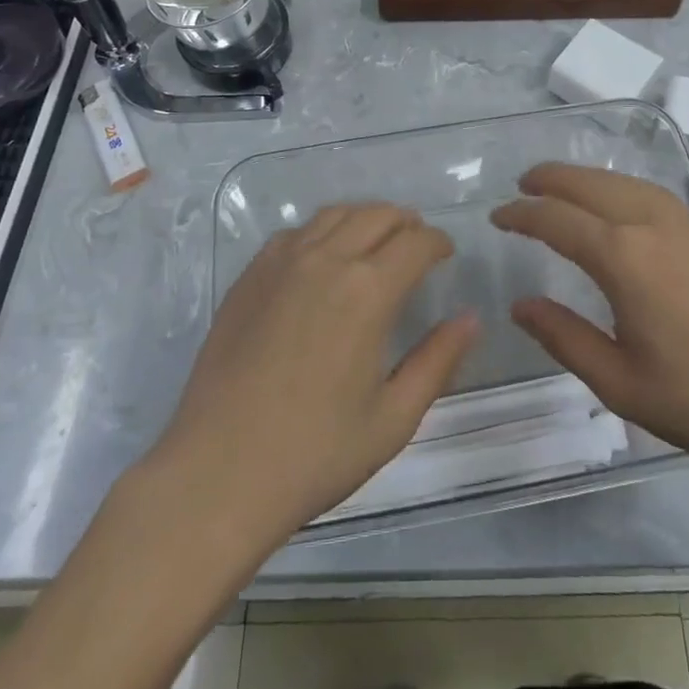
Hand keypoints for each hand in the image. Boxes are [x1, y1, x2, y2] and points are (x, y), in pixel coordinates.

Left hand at [153, 203, 477, 547]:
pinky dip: (322, 232)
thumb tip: (471, 318)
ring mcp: (282, 262)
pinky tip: (323, 259)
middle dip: (406, 223)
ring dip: (365, 219)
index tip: (446, 255)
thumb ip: (438, 361)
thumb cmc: (315, 454)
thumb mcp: (393, 419)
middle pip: (378, 214)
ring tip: (375, 243)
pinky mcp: (250, 275)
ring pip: (335, 214)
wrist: (217, 474)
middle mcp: (327, 260)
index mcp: (367, 291)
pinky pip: (296, 233)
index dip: (438, 242)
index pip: (416, 242)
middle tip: (416, 246)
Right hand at [494, 163, 688, 482]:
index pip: (557, 220)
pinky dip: (616, 185)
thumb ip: (563, 338)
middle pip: (589, 185)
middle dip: (550, 180)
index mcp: (623, 257)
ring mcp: (683, 223)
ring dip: (584, 178)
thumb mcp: (620, 382)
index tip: (497, 217)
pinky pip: (648, 191)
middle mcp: (650, 224)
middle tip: (520, 186)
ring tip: (558, 186)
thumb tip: (520, 305)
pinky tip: (614, 202)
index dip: (522, 215)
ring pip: (621, 181)